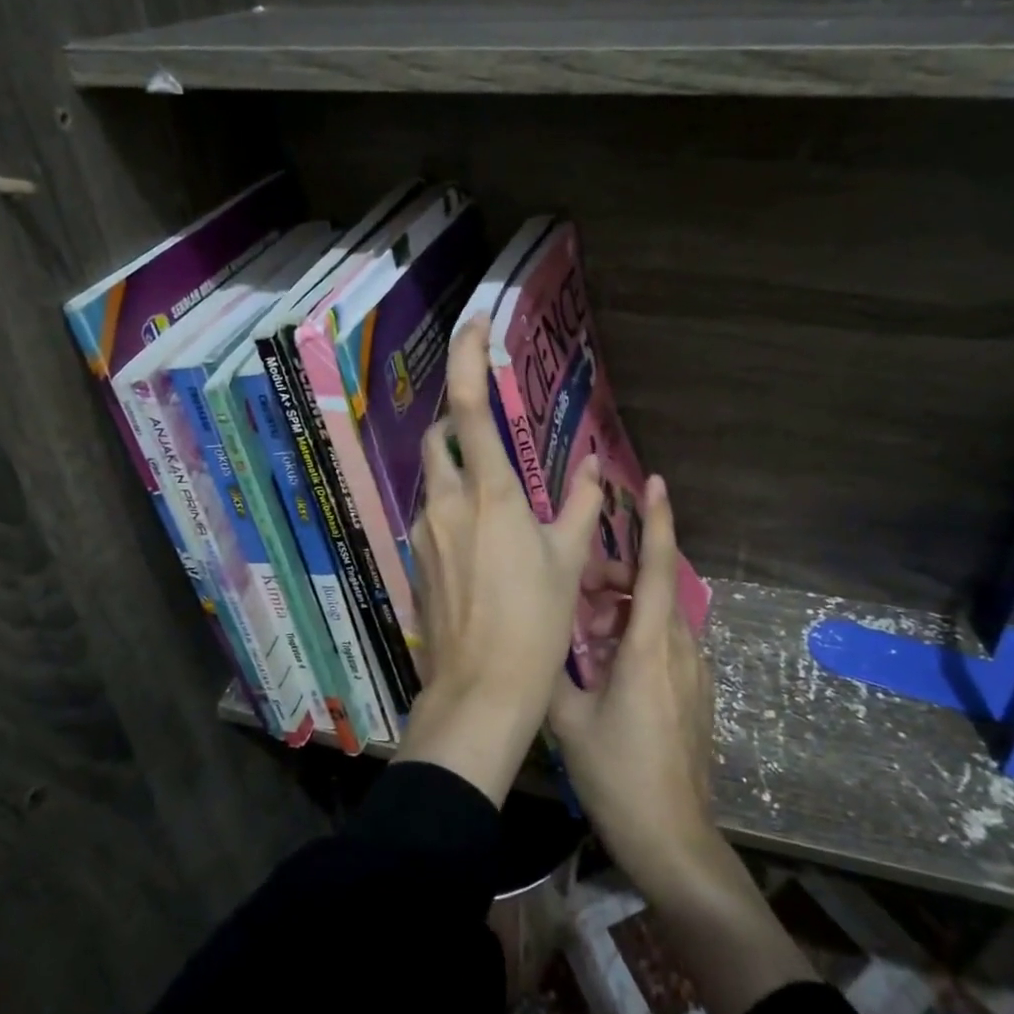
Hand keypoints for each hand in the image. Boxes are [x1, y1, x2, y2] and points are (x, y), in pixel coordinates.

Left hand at [394, 318, 602, 805]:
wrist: (480, 690)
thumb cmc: (534, 623)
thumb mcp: (567, 561)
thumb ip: (581, 507)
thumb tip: (598, 467)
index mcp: (489, 494)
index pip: (468, 407)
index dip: (468, 357)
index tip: (476, 323)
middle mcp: (446, 502)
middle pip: (439, 437)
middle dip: (458, 422)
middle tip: (491, 432)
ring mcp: (424, 531)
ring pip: (434, 478)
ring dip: (458, 469)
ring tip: (495, 496)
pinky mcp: (416, 557)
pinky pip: (432, 513)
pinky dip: (453, 505)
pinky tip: (481, 539)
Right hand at [548, 476, 721, 894]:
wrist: (674, 840)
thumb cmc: (619, 775)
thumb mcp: (569, 721)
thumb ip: (551, 670)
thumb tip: (535, 637)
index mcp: (650, 647)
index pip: (660, 568)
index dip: (657, 521)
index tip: (653, 484)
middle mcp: (679, 649)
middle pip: (655, 587)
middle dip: (618, 573)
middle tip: (577, 588)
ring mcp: (692, 673)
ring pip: (658, 615)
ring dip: (623, 607)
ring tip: (584, 630)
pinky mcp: (694, 693)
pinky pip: (665, 642)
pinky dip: (635, 633)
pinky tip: (605, 663)